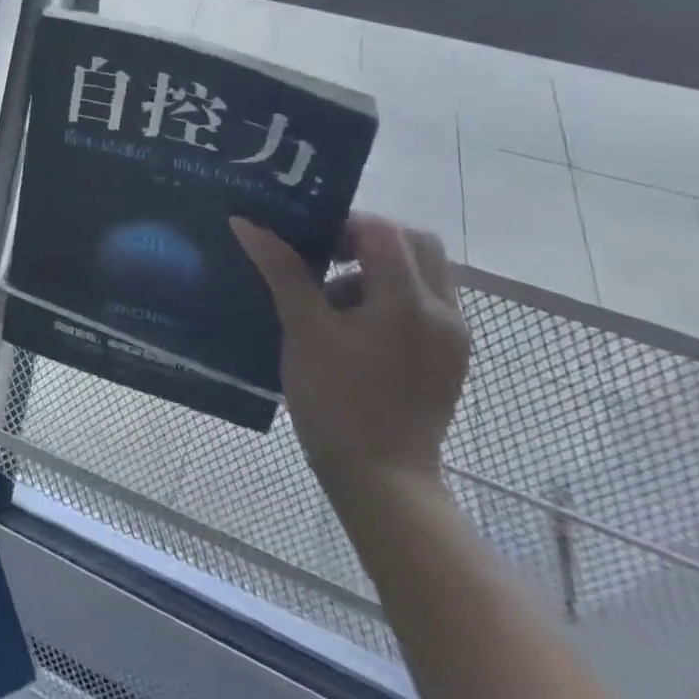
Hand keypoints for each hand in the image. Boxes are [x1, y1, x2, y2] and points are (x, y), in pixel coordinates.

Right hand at [231, 215, 469, 495]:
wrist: (381, 476)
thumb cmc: (335, 398)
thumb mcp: (302, 329)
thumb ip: (281, 270)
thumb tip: (246, 222)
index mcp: (409, 302)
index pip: (383, 231)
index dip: (341, 222)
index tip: (305, 240)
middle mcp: (443, 312)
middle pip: (416, 243)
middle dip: (367, 238)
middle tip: (323, 256)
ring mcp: (452, 336)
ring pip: (423, 272)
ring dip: (378, 266)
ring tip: (332, 300)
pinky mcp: (449, 357)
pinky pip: (424, 303)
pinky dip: (390, 295)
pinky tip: (352, 326)